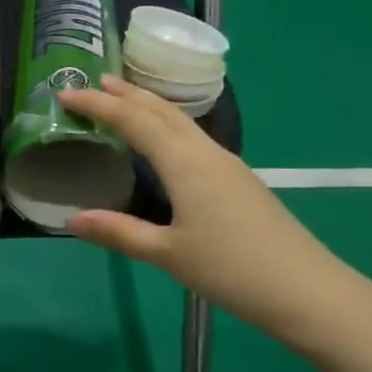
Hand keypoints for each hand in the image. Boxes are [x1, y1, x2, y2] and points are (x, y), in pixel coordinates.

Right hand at [59, 76, 371, 352]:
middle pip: (162, 111)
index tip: (67, 95)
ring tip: (125, 101)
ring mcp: (228, 164)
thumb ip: (120, 233)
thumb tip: (73, 219)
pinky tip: (167, 143)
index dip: (98, 106)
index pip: (134, 121)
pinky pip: (195, 138)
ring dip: (151, 107)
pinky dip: (169, 126)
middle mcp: (206, 153)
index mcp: (185, 163)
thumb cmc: (231, 270)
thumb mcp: (168, 255)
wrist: (305, 288)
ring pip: (182, 122)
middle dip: (127, 94)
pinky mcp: (240, 180)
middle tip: (96, 82)